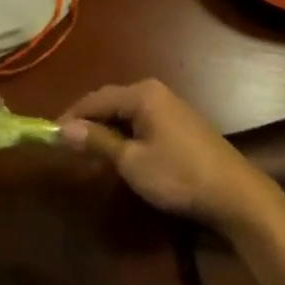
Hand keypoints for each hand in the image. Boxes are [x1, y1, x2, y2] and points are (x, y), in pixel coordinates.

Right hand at [57, 81, 280, 230]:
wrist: (234, 193)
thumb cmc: (178, 175)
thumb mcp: (131, 162)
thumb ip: (97, 142)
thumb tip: (61, 129)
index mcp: (141, 94)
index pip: (95, 98)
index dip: (71, 116)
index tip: (49, 135)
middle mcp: (154, 91)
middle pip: (110, 102)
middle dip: (87, 122)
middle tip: (66, 145)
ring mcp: (169, 105)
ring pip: (125, 112)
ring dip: (105, 129)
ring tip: (87, 151)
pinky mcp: (179, 122)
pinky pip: (140, 120)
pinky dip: (124, 134)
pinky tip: (118, 153)